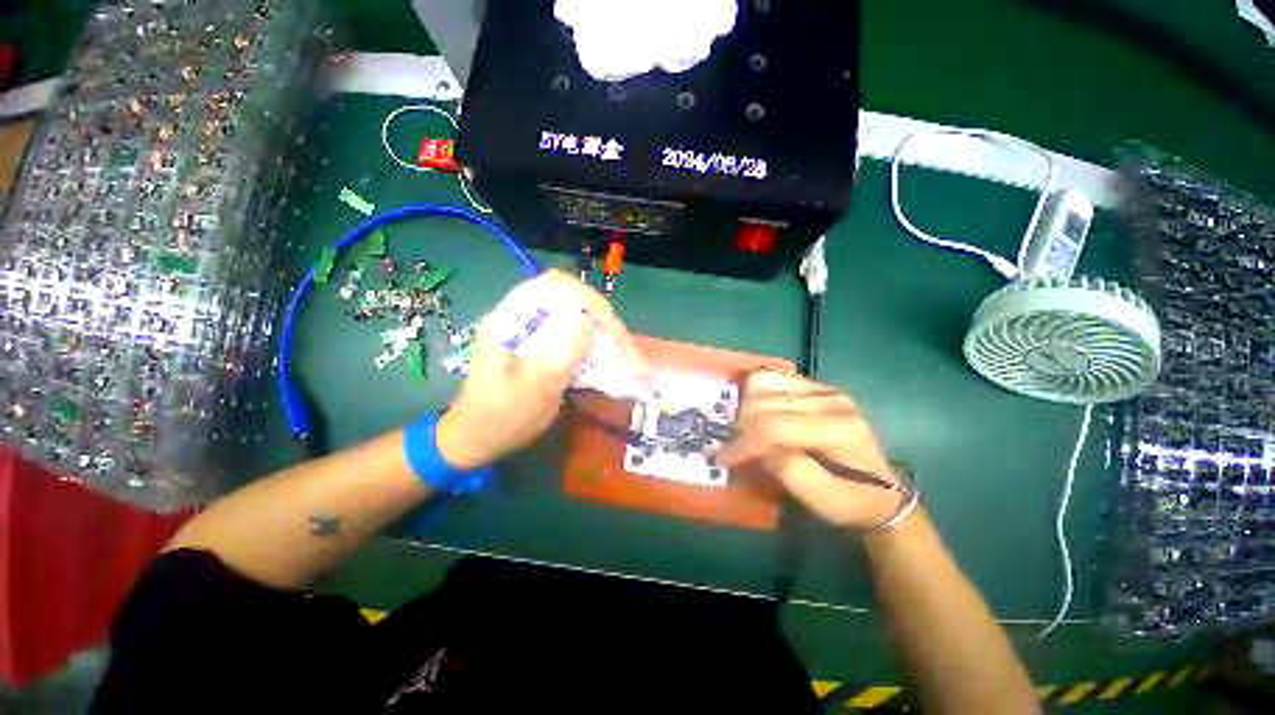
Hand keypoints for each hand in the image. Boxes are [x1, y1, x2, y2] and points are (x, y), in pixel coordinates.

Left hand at [436, 270, 645, 468]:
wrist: (478, 438)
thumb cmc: (500, 418)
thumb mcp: (529, 392)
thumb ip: (555, 359)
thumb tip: (586, 324)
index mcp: (510, 319)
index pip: (555, 285)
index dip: (588, 299)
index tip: (609, 328)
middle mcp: (522, 316)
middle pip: (570, 298)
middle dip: (601, 317)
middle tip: (621, 345)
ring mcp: (533, 330)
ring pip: (576, 315)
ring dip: (601, 330)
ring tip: (620, 352)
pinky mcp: (542, 345)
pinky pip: (575, 333)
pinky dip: (594, 342)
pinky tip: (604, 357)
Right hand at [714, 370, 907, 528]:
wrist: (881, 491)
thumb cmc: (852, 502)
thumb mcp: (825, 502)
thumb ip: (791, 474)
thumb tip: (758, 450)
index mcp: (840, 430)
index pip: (774, 426)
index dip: (743, 442)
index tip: (722, 458)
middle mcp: (832, 400)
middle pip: (764, 402)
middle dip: (740, 426)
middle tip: (733, 449)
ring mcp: (823, 388)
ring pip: (763, 381)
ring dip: (744, 406)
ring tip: (743, 430)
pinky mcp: (815, 385)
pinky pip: (771, 377)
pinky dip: (754, 393)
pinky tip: (753, 412)